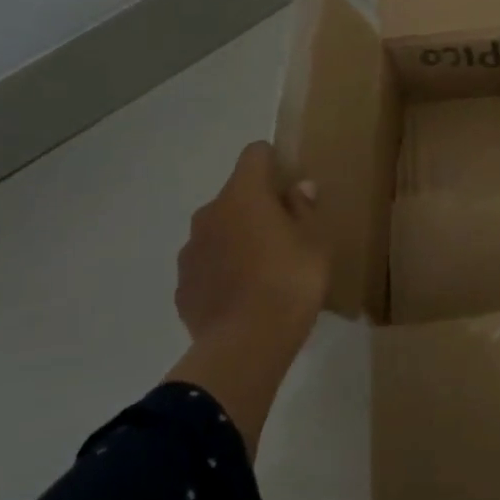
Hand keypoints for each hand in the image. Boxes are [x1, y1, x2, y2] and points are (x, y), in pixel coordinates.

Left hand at [167, 141, 327, 450]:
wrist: (246, 344)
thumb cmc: (291, 281)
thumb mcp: (315, 242)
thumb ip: (304, 209)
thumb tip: (298, 188)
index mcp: (244, 194)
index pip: (255, 154)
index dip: (274, 161)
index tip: (290, 182)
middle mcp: (210, 213)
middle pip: (235, 194)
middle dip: (257, 206)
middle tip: (285, 233)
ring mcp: (191, 250)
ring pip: (218, 230)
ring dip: (237, 238)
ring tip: (264, 269)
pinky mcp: (183, 285)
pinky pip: (207, 265)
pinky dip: (223, 271)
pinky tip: (244, 295)